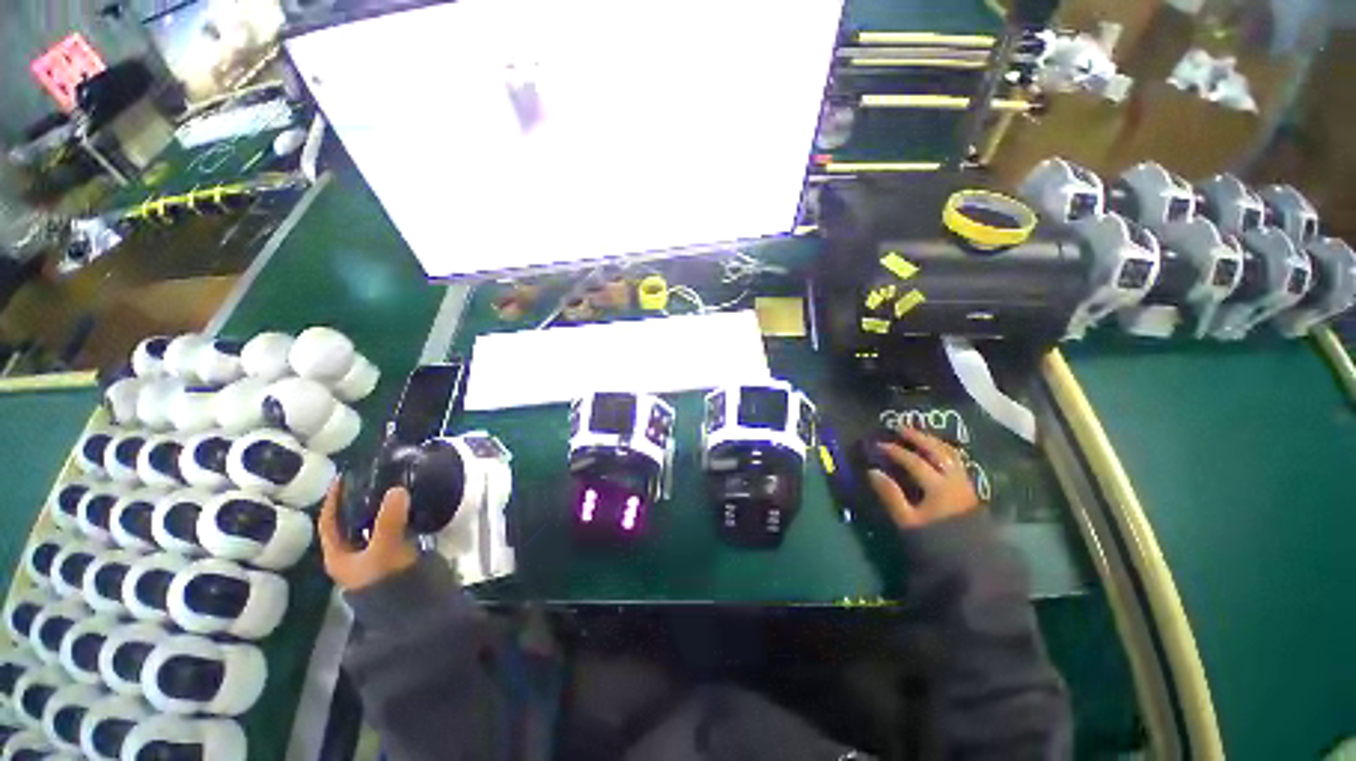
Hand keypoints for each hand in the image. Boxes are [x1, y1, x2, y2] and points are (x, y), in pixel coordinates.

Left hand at [319, 479, 417, 590]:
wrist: (413, 606)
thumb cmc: (388, 579)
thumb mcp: (386, 548)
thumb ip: (389, 519)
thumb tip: (396, 489)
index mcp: (339, 556)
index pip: (328, 523)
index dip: (333, 500)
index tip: (343, 478)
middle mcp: (352, 556)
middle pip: (350, 523)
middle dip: (358, 501)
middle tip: (373, 480)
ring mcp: (374, 557)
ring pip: (372, 526)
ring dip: (379, 509)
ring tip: (392, 489)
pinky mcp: (395, 556)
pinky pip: (391, 529)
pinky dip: (396, 517)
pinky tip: (407, 508)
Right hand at [867, 426, 979, 529]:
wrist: (970, 562)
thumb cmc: (935, 540)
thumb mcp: (907, 521)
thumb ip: (891, 495)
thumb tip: (873, 472)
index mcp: (938, 486)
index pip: (914, 461)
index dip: (895, 451)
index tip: (879, 445)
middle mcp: (954, 479)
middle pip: (936, 450)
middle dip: (917, 437)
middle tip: (900, 427)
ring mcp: (964, 483)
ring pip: (950, 453)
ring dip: (932, 441)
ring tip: (917, 434)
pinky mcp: (969, 488)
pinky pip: (956, 461)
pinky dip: (943, 451)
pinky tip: (936, 451)